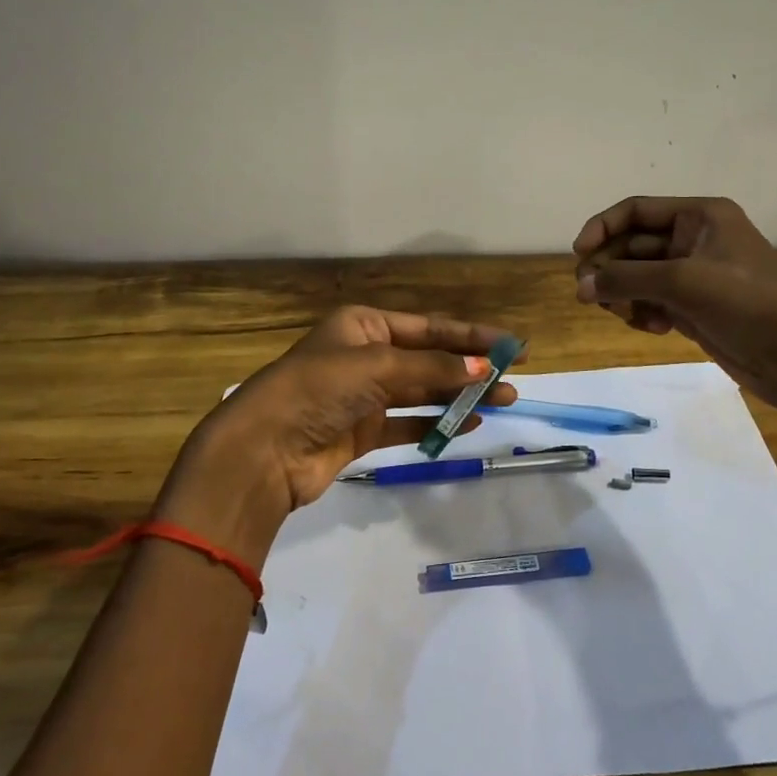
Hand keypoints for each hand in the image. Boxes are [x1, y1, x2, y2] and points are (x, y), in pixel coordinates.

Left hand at [158, 306, 516, 564]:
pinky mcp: (361, 432)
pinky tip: (468, 424)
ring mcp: (363, 395)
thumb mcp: (378, 367)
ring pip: (422, 391)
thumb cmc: (318, 390)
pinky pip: (408, 422)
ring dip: (460, 396)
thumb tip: (483, 370)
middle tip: (513, 378)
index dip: (472, 334)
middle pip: (429, 358)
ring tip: (502, 401)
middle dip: (470, 367)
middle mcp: (365, 355)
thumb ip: (433, 369)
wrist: (263, 450)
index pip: (429, 326)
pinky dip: (436, 423)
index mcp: (363, 325)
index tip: (512, 344)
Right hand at [572, 196, 776, 417]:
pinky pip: (652, 302)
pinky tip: (652, 328)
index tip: (578, 255)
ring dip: (623, 294)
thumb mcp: (683, 282)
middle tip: (588, 295)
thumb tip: (581, 287)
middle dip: (610, 268)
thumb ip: (626, 279)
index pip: (636, 211)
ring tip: (621, 314)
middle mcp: (695, 240)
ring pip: (639, 277)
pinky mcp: (694, 308)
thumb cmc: (747, 303)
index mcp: (700, 216)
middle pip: (633, 245)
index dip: (602, 228)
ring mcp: (694, 276)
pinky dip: (643, 313)